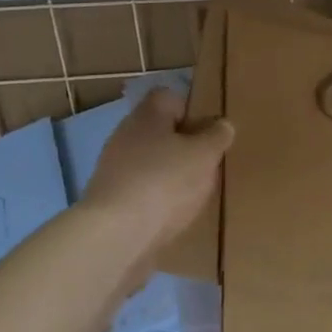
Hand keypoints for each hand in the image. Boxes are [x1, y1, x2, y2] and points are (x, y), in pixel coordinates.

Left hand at [80, 87, 233, 267]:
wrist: (116, 235)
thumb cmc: (165, 182)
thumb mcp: (204, 155)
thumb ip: (216, 136)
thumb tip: (222, 124)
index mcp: (147, 116)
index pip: (168, 97)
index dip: (191, 109)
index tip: (210, 130)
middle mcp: (125, 136)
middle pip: (159, 131)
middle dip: (184, 145)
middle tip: (208, 163)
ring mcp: (113, 169)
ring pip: (150, 161)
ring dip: (170, 173)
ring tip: (194, 193)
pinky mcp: (110, 200)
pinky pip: (141, 189)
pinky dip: (156, 198)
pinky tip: (172, 214)